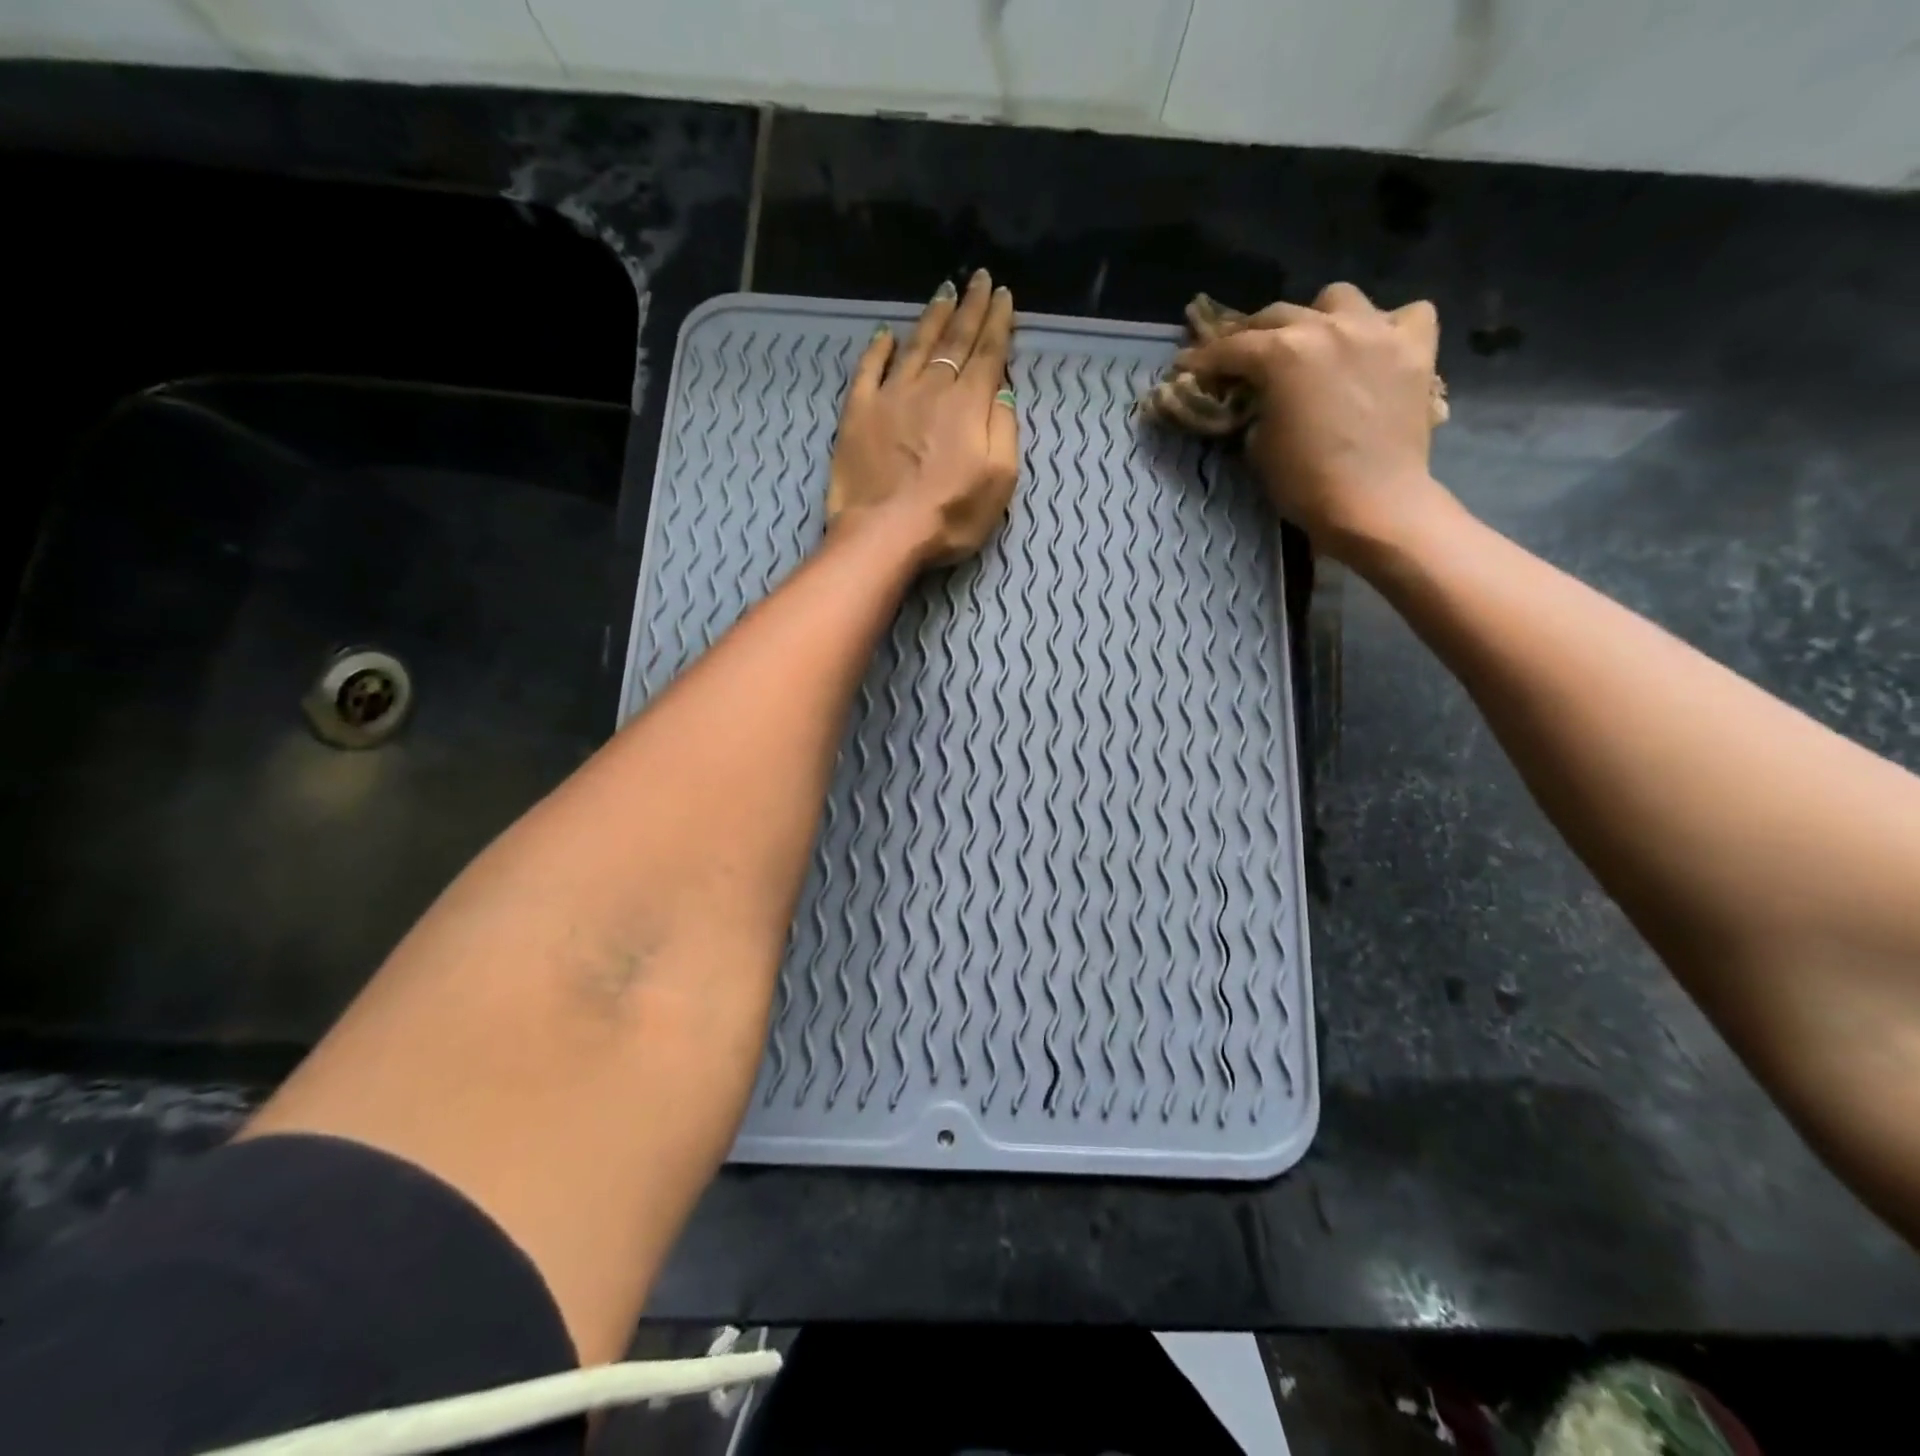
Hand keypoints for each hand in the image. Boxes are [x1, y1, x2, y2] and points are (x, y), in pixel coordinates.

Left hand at [827, 269, 1018, 567]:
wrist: (883, 533)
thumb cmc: (949, 516)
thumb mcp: (999, 481)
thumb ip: (1004, 431)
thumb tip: (1002, 391)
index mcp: (968, 405)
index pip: (988, 354)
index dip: (998, 323)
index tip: (1004, 295)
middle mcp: (931, 389)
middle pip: (954, 340)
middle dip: (970, 308)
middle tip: (978, 278)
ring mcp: (890, 397)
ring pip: (915, 347)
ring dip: (932, 318)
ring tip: (944, 292)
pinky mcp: (858, 413)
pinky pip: (869, 370)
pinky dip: (878, 349)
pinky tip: (886, 334)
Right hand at [1175, 282, 1456, 561]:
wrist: (1372, 503)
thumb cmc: (1304, 483)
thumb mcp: (1258, 446)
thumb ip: (1254, 408)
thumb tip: (1256, 398)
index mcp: (1283, 354)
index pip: (1232, 348)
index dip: (1204, 358)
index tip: (1188, 365)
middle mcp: (1329, 327)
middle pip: (1279, 315)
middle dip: (1253, 334)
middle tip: (1241, 356)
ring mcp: (1378, 331)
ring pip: (1339, 299)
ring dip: (1318, 317)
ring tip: (1314, 342)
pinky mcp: (1416, 349)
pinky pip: (1407, 314)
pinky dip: (1388, 326)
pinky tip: (1376, 347)